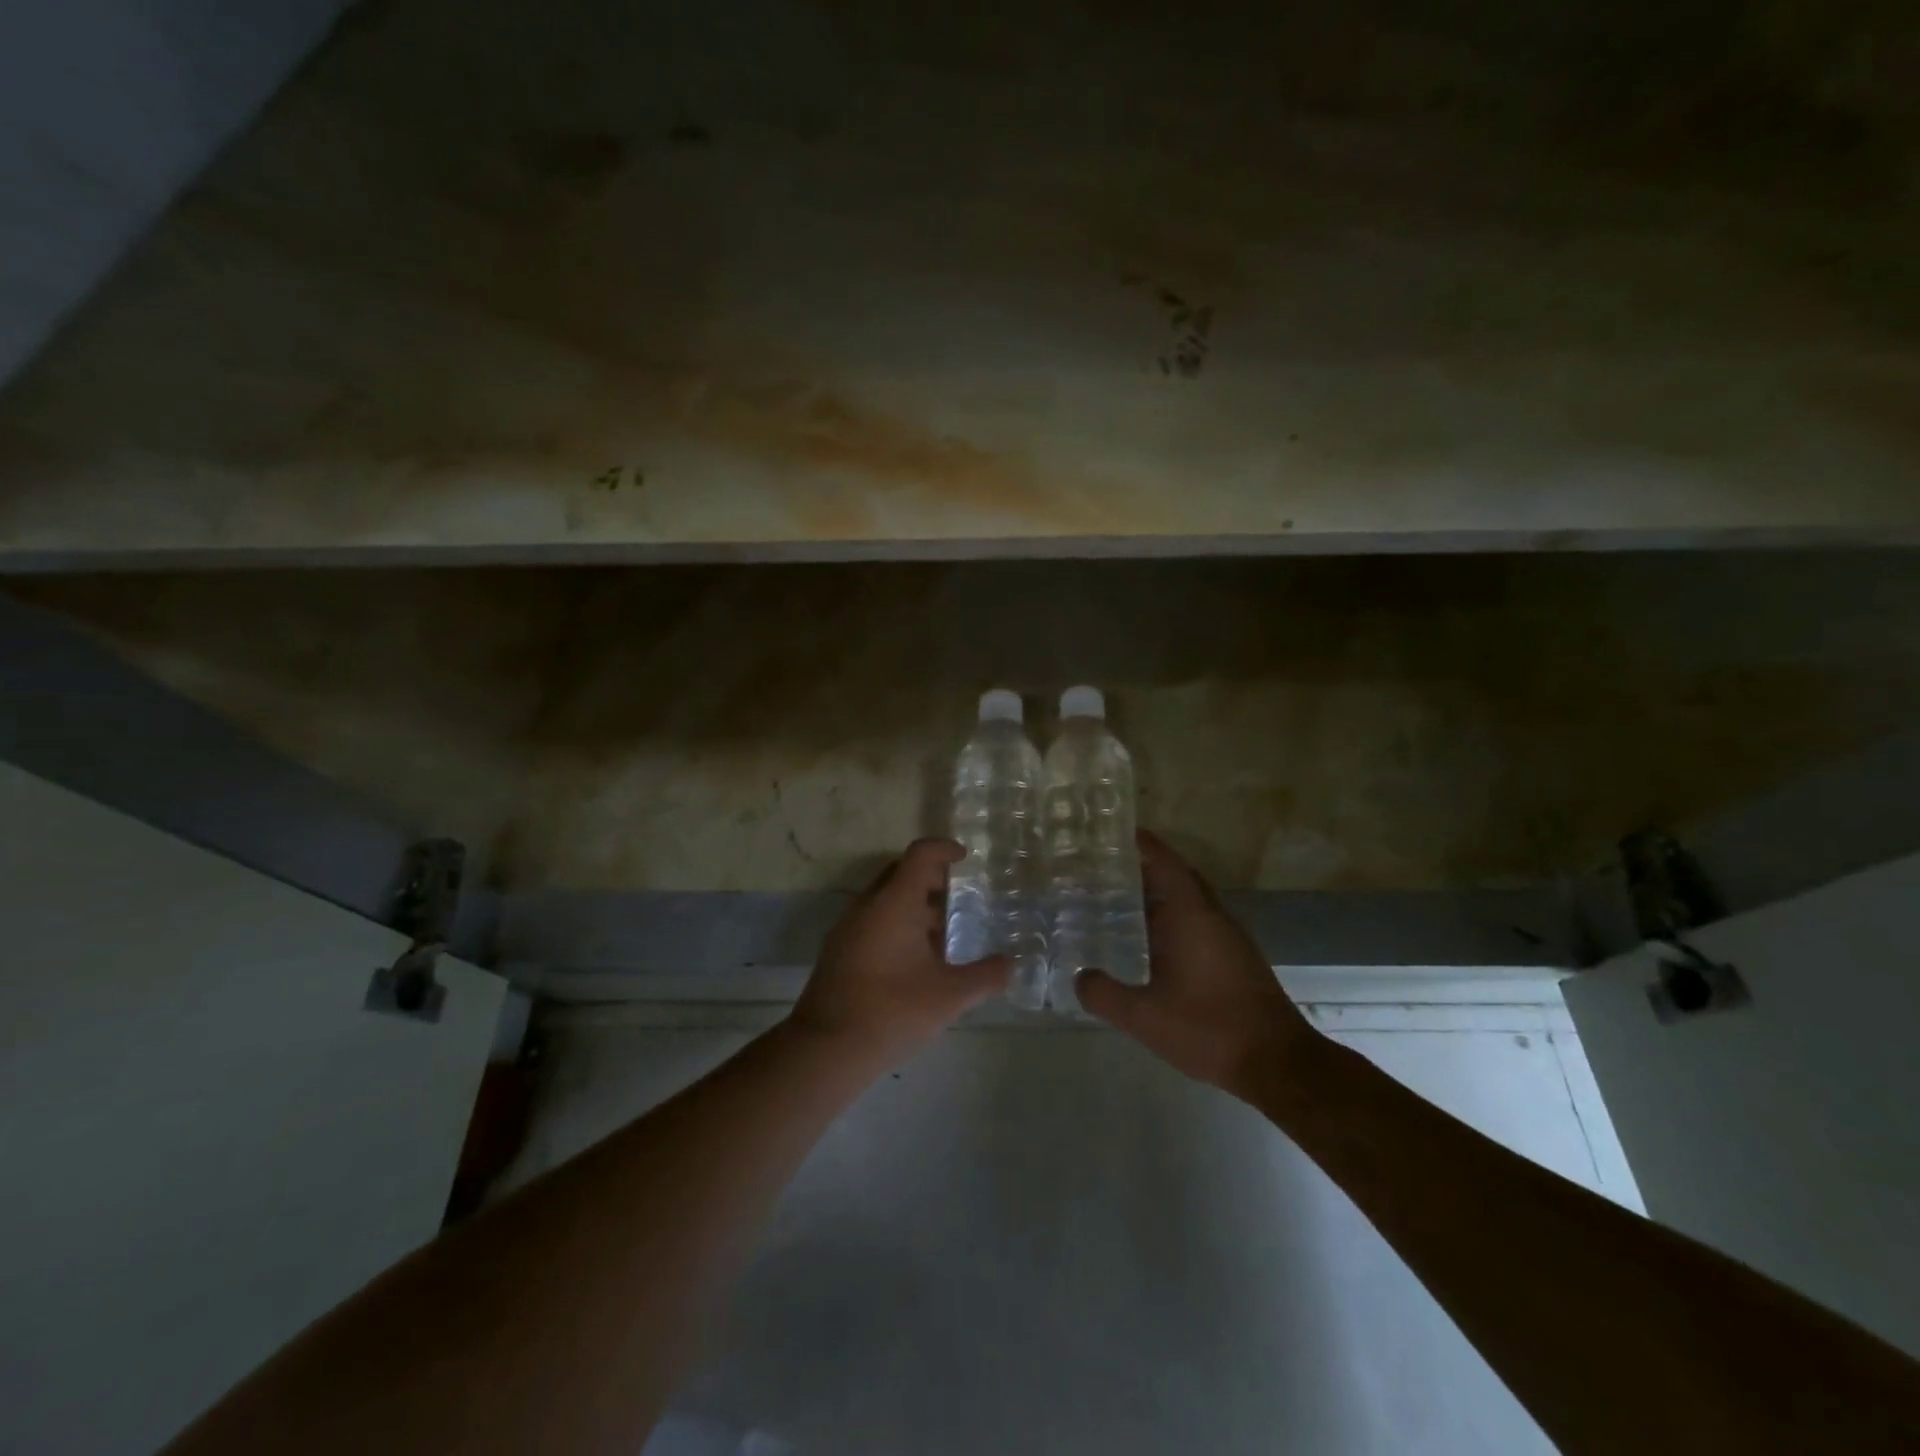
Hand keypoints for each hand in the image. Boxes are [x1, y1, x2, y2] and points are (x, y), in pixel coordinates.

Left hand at [788, 838, 1009, 1070]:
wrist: (826, 1048)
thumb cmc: (892, 1011)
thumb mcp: (949, 996)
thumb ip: (985, 977)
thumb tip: (1011, 964)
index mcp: (894, 902)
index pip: (920, 854)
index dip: (944, 849)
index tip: (965, 858)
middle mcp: (868, 905)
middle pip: (901, 873)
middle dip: (931, 878)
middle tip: (960, 897)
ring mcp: (849, 927)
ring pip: (885, 899)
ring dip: (914, 905)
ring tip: (944, 933)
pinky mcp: (839, 950)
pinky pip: (872, 920)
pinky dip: (897, 924)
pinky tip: (916, 960)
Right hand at [1076, 830, 1319, 1098]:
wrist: (1278, 1063)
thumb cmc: (1209, 1029)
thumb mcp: (1145, 1016)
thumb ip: (1104, 994)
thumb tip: (1078, 977)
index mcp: (1192, 915)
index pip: (1164, 862)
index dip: (1140, 843)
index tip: (1112, 831)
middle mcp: (1212, 916)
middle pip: (1176, 876)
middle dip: (1143, 867)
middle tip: (1103, 867)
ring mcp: (1227, 937)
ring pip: (1187, 900)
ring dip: (1157, 894)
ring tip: (1116, 899)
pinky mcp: (1234, 957)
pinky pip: (1196, 921)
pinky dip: (1170, 918)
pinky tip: (1148, 941)